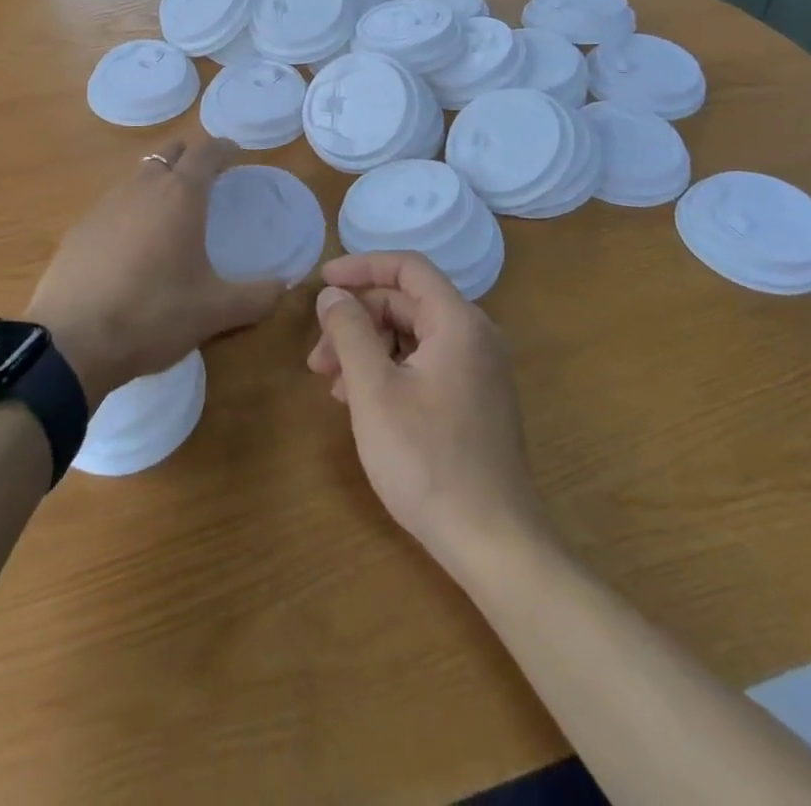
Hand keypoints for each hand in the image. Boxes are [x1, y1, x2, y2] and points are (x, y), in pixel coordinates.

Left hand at [30, 137, 286, 403]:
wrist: (72, 341)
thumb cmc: (153, 315)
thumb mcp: (214, 312)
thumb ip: (256, 296)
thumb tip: (283, 286)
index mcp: (180, 196)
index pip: (206, 153)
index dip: (223, 149)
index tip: (234, 152)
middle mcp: (142, 188)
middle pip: (168, 154)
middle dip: (189, 158)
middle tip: (205, 177)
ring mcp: (104, 205)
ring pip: (137, 177)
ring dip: (157, 182)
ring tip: (170, 211)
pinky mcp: (79, 228)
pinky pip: (113, 205)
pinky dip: (130, 210)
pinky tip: (132, 243)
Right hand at [309, 251, 548, 574]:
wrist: (494, 543)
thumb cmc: (427, 460)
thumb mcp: (374, 390)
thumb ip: (349, 331)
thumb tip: (332, 294)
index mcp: (458, 322)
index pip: (407, 267)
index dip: (360, 267)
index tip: (322, 281)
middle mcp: (475, 336)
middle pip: (406, 303)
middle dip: (357, 320)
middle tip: (317, 356)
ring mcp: (478, 371)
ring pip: (412, 337)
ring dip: (367, 349)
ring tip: (331, 385)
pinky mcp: (475, 400)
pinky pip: (425, 364)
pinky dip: (389, 371)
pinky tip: (360, 403)